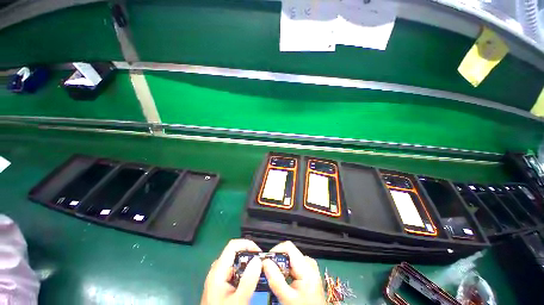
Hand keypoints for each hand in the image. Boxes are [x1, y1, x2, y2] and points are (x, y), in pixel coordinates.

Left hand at [201, 239, 262, 304]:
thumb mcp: (238, 302)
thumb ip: (248, 281)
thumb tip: (257, 261)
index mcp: (218, 271)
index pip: (233, 246)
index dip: (247, 244)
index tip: (259, 253)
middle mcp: (216, 271)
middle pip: (234, 252)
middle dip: (248, 254)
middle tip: (260, 264)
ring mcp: (217, 278)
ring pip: (234, 262)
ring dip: (246, 263)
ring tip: (257, 271)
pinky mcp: (219, 284)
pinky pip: (232, 271)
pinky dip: (242, 272)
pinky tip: (248, 281)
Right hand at [263, 241, 325, 304]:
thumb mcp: (287, 298)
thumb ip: (276, 280)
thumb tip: (265, 263)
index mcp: (307, 267)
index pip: (288, 247)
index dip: (276, 250)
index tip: (267, 261)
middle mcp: (309, 263)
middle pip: (289, 253)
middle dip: (278, 262)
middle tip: (270, 274)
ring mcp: (310, 267)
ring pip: (290, 259)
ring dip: (282, 268)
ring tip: (278, 280)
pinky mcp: (309, 271)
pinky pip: (294, 265)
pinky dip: (287, 271)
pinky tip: (285, 282)